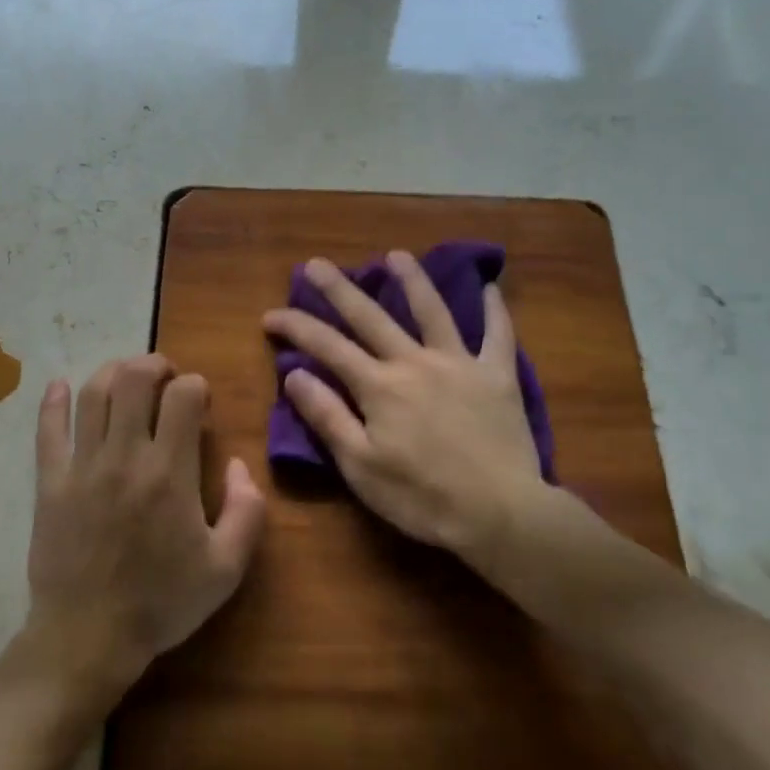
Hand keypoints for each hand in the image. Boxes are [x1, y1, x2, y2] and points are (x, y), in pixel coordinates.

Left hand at [23, 355, 266, 703]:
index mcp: (170, 471)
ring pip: (93, 394)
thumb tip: (237, 464)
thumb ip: (246, 510)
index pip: (184, 395)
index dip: (197, 386)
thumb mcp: (226, 568)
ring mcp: (83, 466)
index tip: (201, 403)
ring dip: (112, 372)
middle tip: (166, 378)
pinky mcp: (50, 483)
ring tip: (126, 377)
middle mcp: (126, 456)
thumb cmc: (162, 602)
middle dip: (155, 365)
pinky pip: (48, 431)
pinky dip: (52, 402)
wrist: (88, 638)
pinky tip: (59, 386)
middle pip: (135, 379)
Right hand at [262, 252, 569, 564]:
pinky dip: (494, 310)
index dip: (296, 326)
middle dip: (339, 288)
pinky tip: (490, 289)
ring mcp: (459, 364)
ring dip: (412, 280)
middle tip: (316, 264)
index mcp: (378, 386)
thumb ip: (327, 416)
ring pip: (432, 311)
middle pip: (371, 316)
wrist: (499, 513)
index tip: (270, 315)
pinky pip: (498, 335)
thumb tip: (294, 375)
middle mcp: (414, 362)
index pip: (327, 346)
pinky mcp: (497, 376)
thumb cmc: (421, 497)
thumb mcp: (360, 465)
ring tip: (396, 256)